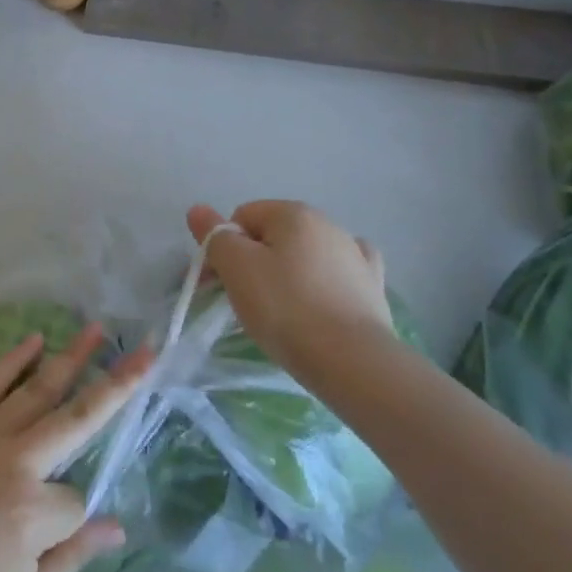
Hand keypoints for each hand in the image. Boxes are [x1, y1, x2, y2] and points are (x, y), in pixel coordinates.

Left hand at [0, 325, 150, 571]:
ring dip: (70, 358)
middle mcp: (10, 463)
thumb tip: (116, 525)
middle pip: (75, 418)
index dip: (73, 525)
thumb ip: (73, 561)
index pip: (77, 501)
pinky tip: (34, 340)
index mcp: (28, 514)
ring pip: (35, 391)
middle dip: (115, 384)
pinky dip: (11, 361)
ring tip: (97, 329)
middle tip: (145, 352)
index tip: (48, 545)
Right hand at [188, 201, 393, 371]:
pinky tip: (322, 298)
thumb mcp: (236, 269)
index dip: (223, 247)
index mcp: (293, 213)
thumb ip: (215, 236)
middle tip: (244, 301)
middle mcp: (327, 223)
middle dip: (253, 261)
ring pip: (305, 255)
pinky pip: (338, 272)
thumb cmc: (286, 309)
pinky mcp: (373, 285)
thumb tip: (199, 210)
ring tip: (282, 312)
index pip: (242, 217)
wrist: (352, 361)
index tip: (218, 283)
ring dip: (288, 272)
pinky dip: (325, 281)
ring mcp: (355, 254)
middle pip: (273, 235)